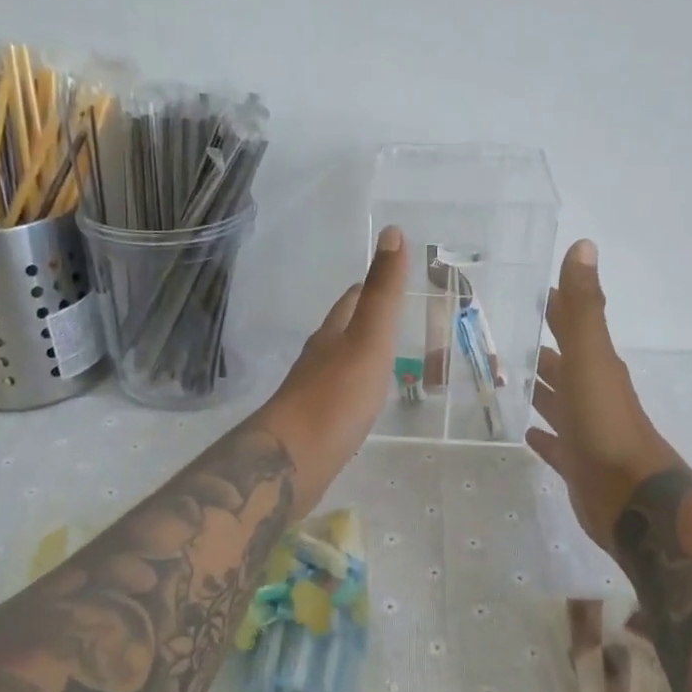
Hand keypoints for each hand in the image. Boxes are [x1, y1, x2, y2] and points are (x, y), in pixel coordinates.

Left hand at [253, 225, 407, 514]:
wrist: (294, 460)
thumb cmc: (336, 397)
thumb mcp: (369, 339)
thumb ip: (383, 292)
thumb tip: (391, 231)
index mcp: (332, 334)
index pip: (351, 300)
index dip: (371, 288)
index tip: (393, 282)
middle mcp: (319, 359)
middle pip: (342, 331)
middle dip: (365, 321)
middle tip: (396, 321)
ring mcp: (314, 393)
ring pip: (339, 364)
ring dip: (360, 357)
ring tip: (386, 359)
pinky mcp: (315, 425)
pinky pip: (339, 398)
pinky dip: (355, 390)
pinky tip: (364, 403)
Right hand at [528, 240, 678, 552]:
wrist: (632, 498)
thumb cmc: (607, 425)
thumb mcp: (591, 359)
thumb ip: (582, 308)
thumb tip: (583, 245)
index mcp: (594, 365)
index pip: (569, 324)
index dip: (550, 305)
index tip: (520, 289)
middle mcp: (590, 392)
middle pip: (559, 363)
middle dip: (535, 348)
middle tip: (494, 336)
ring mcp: (584, 429)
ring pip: (556, 401)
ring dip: (537, 389)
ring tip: (501, 378)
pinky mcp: (577, 462)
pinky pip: (554, 443)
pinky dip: (541, 435)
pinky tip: (523, 432)